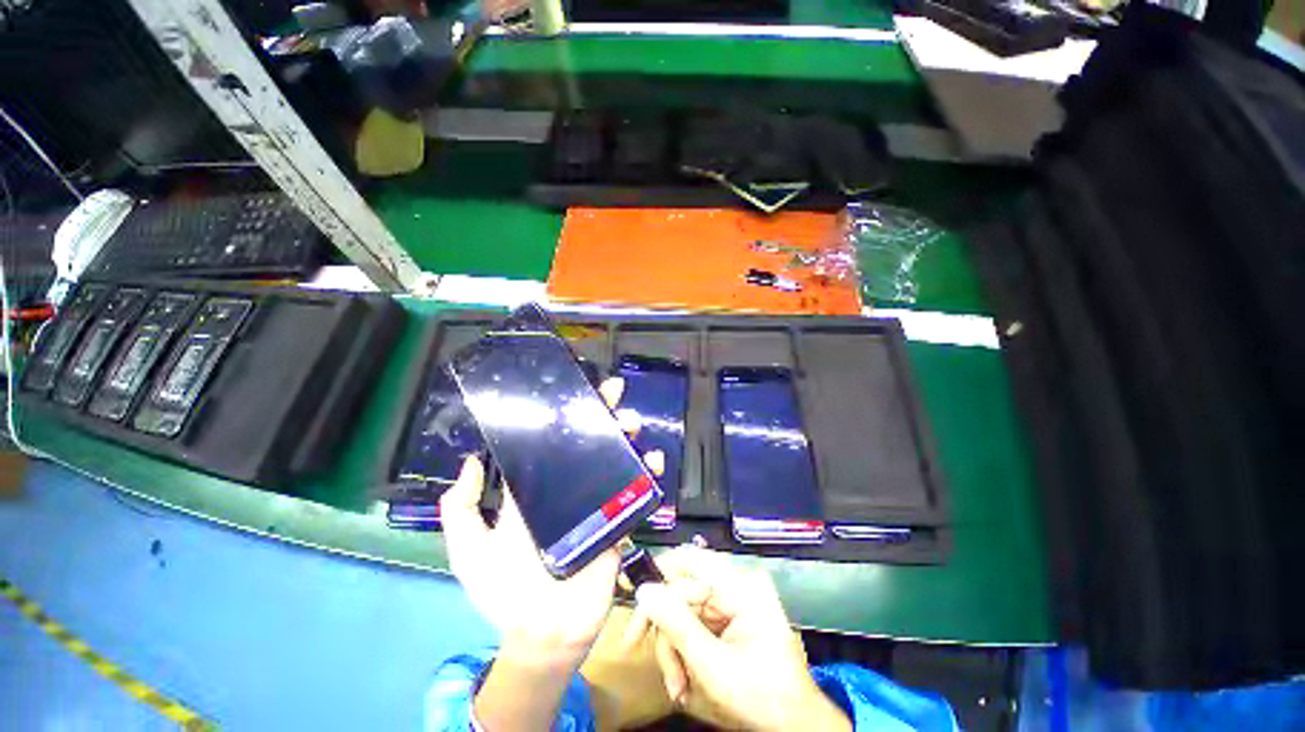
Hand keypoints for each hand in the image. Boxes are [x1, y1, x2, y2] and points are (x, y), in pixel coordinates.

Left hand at [439, 377, 659, 665]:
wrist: (542, 634)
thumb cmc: (504, 592)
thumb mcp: (470, 550)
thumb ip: (460, 510)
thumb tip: (471, 461)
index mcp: (537, 491)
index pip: (550, 445)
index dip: (562, 418)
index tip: (574, 392)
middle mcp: (569, 490)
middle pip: (589, 445)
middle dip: (602, 417)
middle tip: (613, 395)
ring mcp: (596, 504)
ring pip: (616, 462)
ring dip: (627, 439)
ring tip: (631, 424)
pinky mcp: (617, 521)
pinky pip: (636, 493)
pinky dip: (649, 475)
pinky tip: (654, 460)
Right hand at [624, 547, 851, 731]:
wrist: (795, 726)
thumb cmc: (763, 696)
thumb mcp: (715, 665)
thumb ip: (677, 625)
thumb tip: (644, 590)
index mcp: (740, 585)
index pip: (690, 559)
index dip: (659, 573)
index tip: (635, 602)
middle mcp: (735, 584)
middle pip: (682, 590)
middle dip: (666, 631)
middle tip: (653, 662)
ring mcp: (732, 601)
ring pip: (683, 610)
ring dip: (673, 648)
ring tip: (677, 685)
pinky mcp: (728, 617)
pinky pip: (693, 623)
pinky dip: (684, 651)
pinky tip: (685, 679)